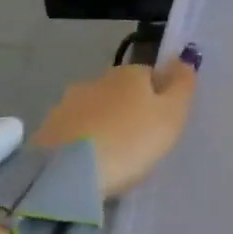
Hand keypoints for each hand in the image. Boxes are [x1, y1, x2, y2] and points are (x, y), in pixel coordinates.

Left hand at [30, 51, 199, 196]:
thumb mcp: (171, 115)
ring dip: (103, 126)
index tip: (162, 125)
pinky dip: (83, 143)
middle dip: (128, 111)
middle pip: (120, 92)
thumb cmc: (130, 141)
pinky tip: (89, 165)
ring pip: (95, 111)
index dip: (160, 98)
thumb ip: (182, 85)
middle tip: (139, 144)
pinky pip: (74, 133)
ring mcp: (67, 104)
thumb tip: (185, 57)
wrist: (67, 176)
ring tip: (112, 158)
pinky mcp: (46, 131)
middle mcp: (96, 80)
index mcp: (129, 73)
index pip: (151, 76)